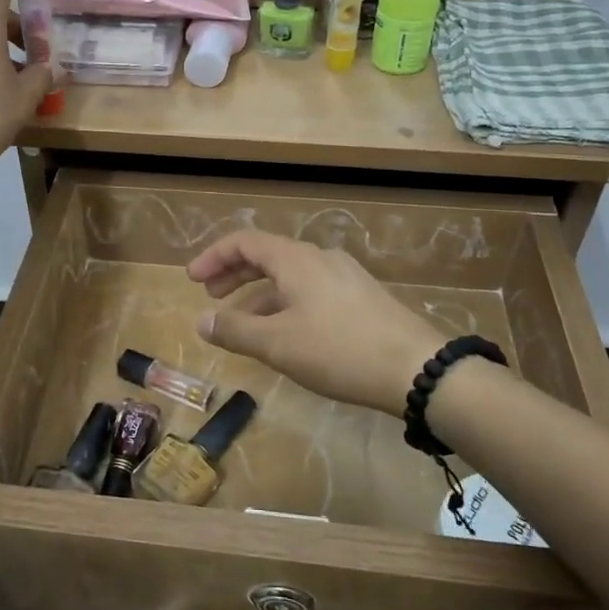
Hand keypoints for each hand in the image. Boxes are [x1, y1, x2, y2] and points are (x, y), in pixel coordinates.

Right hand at [188, 230, 443, 416]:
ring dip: (260, 295)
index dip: (214, 257)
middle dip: (234, 274)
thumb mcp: (277, 344)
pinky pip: (311, 292)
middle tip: (211, 296)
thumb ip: (235, 331)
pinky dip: (286, 305)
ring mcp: (345, 277)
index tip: (192, 280)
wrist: (416, 368)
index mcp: (296, 259)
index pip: (244, 242)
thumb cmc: (338, 349)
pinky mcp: (362, 298)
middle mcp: (320, 258)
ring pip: (290, 278)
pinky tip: (285, 335)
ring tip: (242, 326)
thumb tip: (201, 321)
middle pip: (267, 256)